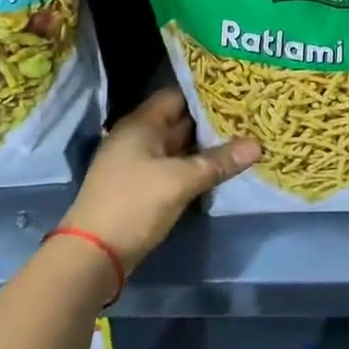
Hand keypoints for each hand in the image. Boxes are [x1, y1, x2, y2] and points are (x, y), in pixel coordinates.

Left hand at [62, 88, 260, 271]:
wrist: (91, 257)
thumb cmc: (134, 204)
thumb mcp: (181, 181)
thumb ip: (219, 161)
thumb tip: (258, 145)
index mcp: (141, 124)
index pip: (178, 95)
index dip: (207, 92)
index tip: (238, 91)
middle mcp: (138, 137)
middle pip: (180, 120)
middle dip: (212, 120)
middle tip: (248, 115)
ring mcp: (138, 163)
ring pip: (179, 146)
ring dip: (206, 145)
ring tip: (243, 137)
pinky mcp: (141, 187)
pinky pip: (174, 166)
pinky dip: (195, 165)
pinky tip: (221, 167)